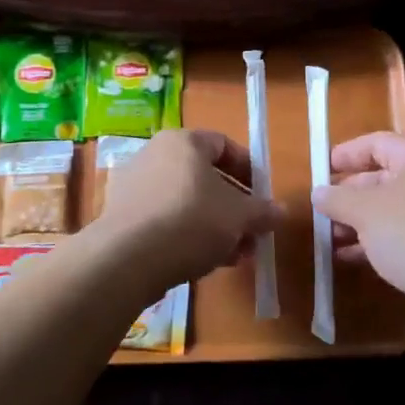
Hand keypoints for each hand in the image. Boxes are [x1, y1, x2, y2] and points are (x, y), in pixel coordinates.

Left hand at [93, 129, 282, 289]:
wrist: (128, 257)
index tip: (263, 197)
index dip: (249, 170)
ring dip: (215, 226)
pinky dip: (187, 235)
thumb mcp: (238, 217)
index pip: (223, 145)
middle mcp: (155, 154)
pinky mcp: (122, 216)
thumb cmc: (191, 220)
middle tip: (252, 233)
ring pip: (187, 201)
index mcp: (183, 141)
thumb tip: (281, 211)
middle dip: (234, 208)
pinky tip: (203, 262)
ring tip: (234, 255)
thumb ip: (262, 212)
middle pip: (205, 177)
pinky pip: (165, 219)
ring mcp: (135, 185)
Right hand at [312, 132, 404, 332]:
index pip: (377, 143)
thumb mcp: (366, 212)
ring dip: (357, 221)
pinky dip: (374, 241)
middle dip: (348, 194)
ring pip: (389, 209)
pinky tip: (348, 257)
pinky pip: (400, 234)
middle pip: (382, 176)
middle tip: (321, 209)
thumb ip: (338, 199)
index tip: (321, 169)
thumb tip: (318, 193)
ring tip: (328, 237)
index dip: (347, 153)